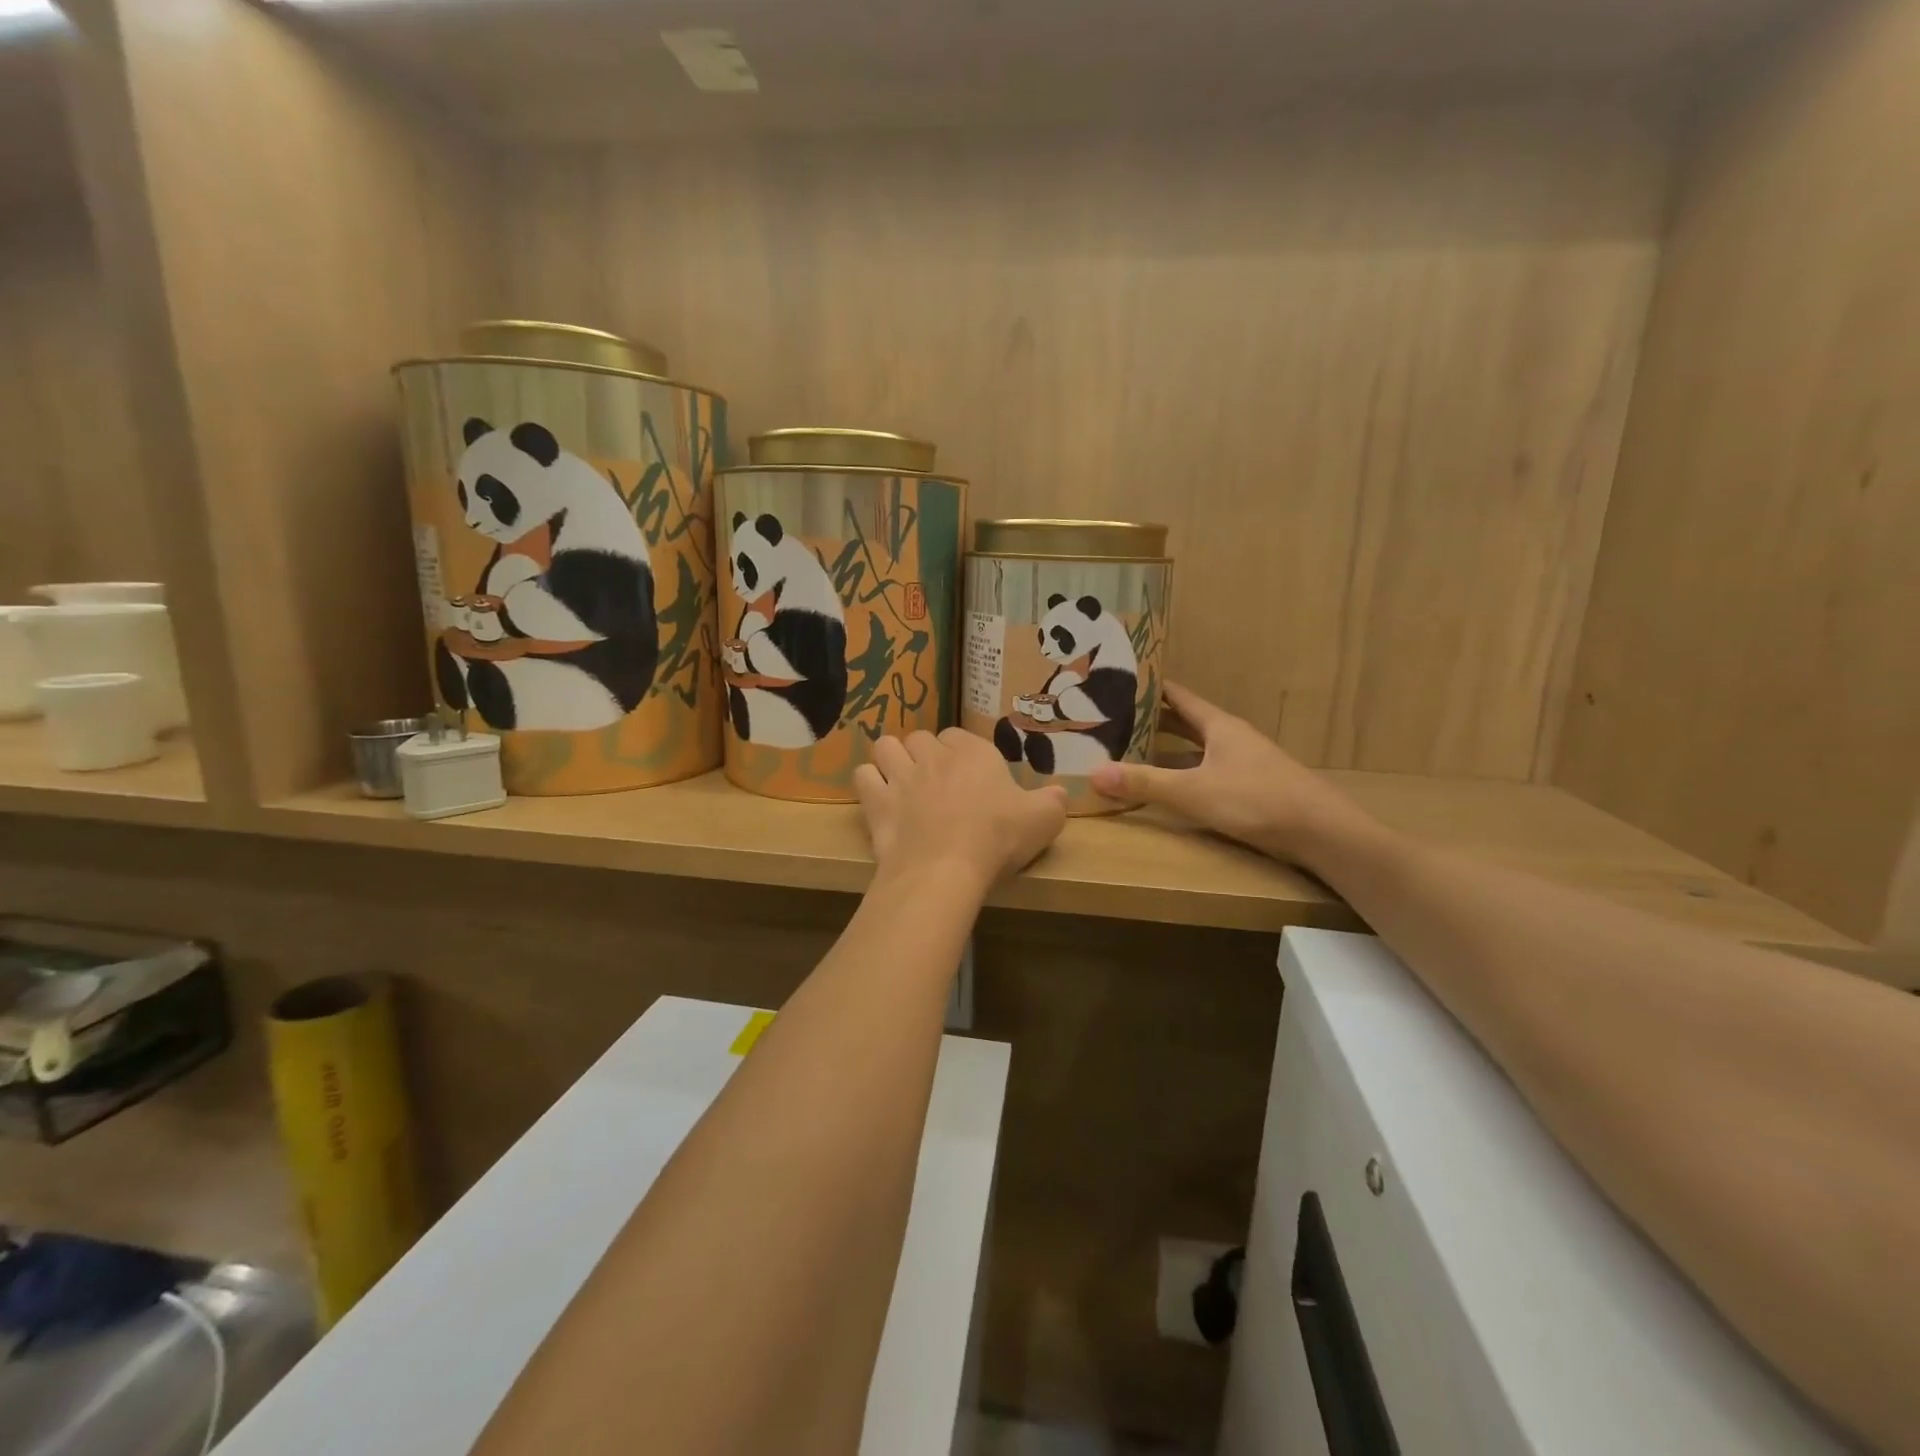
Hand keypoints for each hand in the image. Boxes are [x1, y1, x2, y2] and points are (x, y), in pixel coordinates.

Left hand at [855, 728, 1067, 890]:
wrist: (945, 870)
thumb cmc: (998, 839)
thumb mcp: (1044, 820)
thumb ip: (1054, 801)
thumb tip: (1059, 793)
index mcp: (974, 753)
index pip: (959, 736)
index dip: (960, 753)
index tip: (968, 776)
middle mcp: (934, 756)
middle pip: (920, 738)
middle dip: (923, 754)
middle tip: (934, 782)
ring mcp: (900, 776)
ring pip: (886, 747)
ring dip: (891, 759)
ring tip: (900, 781)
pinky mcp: (876, 802)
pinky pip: (863, 776)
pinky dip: (869, 784)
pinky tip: (880, 799)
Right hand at [1089, 682, 1368, 864]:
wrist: (1323, 833)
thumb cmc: (1257, 800)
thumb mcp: (1194, 791)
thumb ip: (1145, 783)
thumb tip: (1094, 773)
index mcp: (1219, 725)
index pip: (1178, 696)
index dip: (1150, 687)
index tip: (1118, 681)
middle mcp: (1231, 738)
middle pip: (1186, 721)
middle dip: (1152, 718)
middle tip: (1114, 718)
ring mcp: (1244, 762)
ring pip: (1197, 748)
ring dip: (1168, 748)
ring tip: (1132, 749)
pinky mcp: (1251, 787)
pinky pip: (1206, 770)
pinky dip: (1184, 772)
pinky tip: (1170, 786)